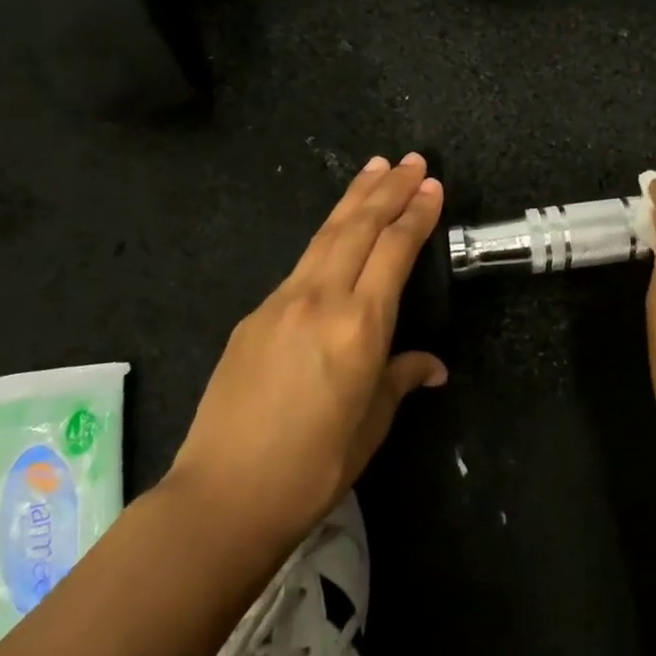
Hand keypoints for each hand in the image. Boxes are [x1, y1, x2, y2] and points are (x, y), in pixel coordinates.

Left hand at [168, 154, 447, 546]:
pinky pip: (301, 264)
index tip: (432, 186)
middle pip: (359, 227)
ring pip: (326, 234)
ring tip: (375, 168)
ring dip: (354, 198)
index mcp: (359, 325)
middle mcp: (320, 299)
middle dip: (388, 189)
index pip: (395, 251)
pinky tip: (336, 234)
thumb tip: (431, 366)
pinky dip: (327, 237)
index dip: (416, 215)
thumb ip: (400, 379)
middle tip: (411, 159)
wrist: (222, 496)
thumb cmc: (313, 466)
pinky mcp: (254, 315)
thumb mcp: (371, 425)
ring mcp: (281, 302)